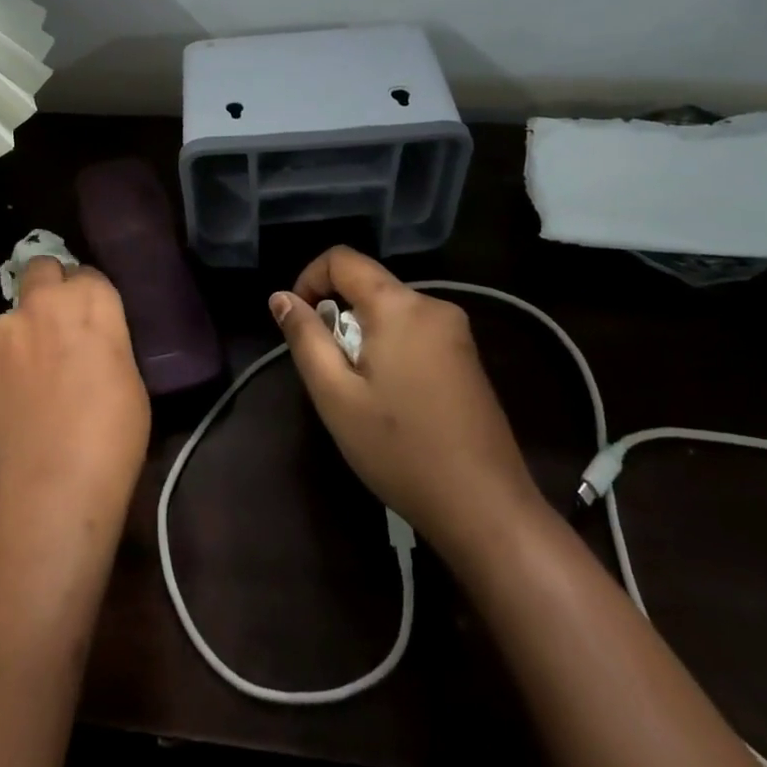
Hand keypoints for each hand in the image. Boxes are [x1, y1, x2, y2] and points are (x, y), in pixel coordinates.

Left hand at [0, 258, 151, 543]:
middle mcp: (40, 304)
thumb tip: (87, 341)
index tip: (89, 323)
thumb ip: (104, 341)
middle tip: (54, 330)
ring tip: (25, 390)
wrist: (50, 492)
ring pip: (8, 322)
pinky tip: (5, 414)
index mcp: (89, 302)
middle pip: (40, 269)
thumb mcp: (128, 377)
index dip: (87, 297)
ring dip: (18, 341)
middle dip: (47, 288)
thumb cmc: (111, 438)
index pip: (86, 274)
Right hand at [270, 246, 544, 550]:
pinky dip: (389, 348)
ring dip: (362, 335)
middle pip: (368, 285)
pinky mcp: (468, 357)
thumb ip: (305, 337)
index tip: (299, 323)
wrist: (486, 508)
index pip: (342, 258)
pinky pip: (414, 331)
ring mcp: (457, 332)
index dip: (309, 279)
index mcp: (399, 305)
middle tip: (329, 371)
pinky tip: (391, 400)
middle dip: (337, 315)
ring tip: (359, 391)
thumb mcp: (335, 395)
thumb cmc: (400, 449)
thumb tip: (281, 297)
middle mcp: (433, 305)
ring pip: (390, 311)